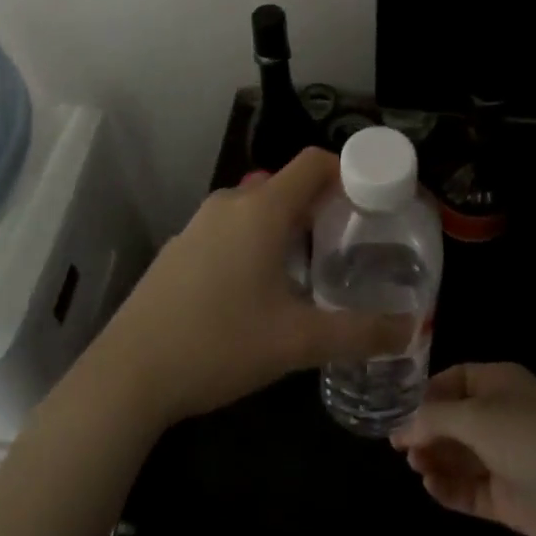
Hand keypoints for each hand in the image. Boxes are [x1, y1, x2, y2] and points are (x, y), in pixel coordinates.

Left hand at [92, 149, 414, 428]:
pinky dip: (258, 241)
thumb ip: (357, 333)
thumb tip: (407, 330)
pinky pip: (233, 228)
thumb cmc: (219, 344)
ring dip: (290, 226)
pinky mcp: (182, 247)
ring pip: (259, 208)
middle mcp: (231, 203)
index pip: (315, 162)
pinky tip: (261, 288)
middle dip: (324, 206)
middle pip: (289, 185)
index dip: (349, 171)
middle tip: (353, 243)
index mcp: (262, 209)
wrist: (128, 373)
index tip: (375, 200)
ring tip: (314, 268)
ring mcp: (200, 223)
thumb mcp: (296, 342)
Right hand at [391, 362, 535, 535]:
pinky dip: (450, 489)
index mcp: (500, 383)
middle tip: (401, 448)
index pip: (455, 381)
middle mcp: (503, 416)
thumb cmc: (531, 439)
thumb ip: (434, 420)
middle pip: (454, 420)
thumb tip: (401, 428)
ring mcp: (507, 458)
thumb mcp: (476, 417)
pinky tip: (432, 489)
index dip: (427, 396)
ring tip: (416, 468)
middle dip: (427, 431)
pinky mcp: (510, 498)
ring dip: (436, 460)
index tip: (399, 413)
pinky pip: (471, 489)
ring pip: (460, 456)